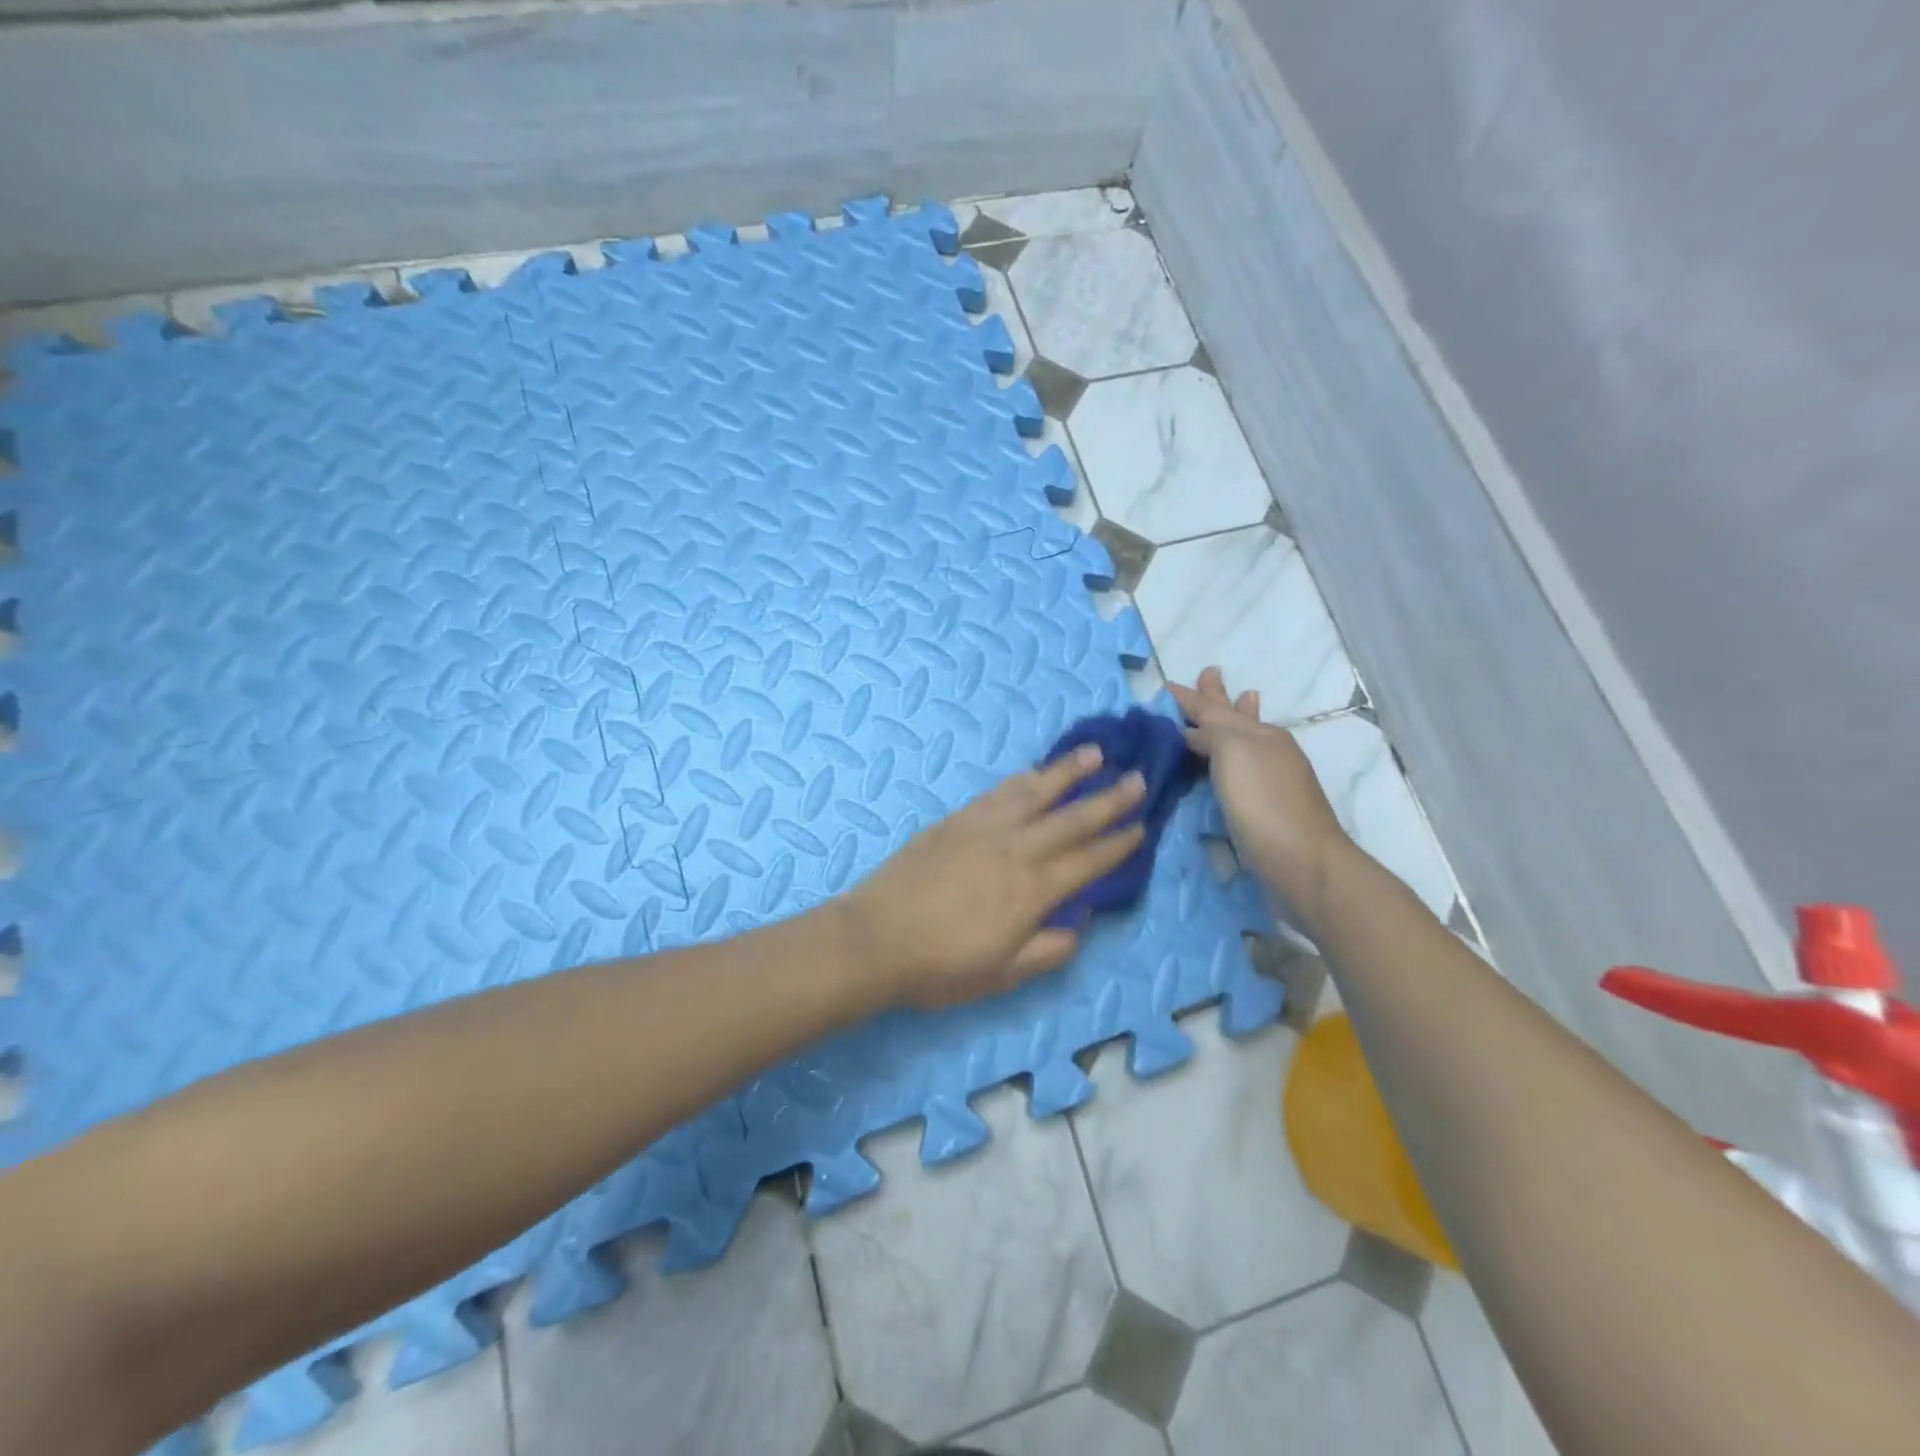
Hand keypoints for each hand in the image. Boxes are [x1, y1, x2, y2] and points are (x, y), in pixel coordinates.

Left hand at [839, 746, 1146, 1009]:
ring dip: (1068, 772)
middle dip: (1108, 799)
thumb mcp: (1004, 974)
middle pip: (1071, 818)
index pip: (1087, 861)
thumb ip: (1049, 948)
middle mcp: (1016, 849)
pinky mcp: (956, 820)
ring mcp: (984, 828)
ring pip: (1035, 792)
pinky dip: (1023, 779)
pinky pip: (998, 792)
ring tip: (1094, 753)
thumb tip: (1081, 922)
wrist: (875, 939)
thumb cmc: (941, 966)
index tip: (1142, 827)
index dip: (1117, 844)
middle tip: (1138, 778)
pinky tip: (1033, 773)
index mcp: (1033, 890)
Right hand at [1168, 667, 1351, 904]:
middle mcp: (1268, 750)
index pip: (1215, 708)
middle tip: (1210, 674)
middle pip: (1237, 717)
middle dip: (1221, 698)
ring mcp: (1274, 779)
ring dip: (1239, 720)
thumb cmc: (1263, 802)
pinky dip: (1236, 758)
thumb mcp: (1233, 752)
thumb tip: (1191, 731)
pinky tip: (1234, 764)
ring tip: (1245, 698)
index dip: (1191, 697)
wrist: (1302, 862)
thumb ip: (1211, 732)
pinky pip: (1245, 770)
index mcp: (1258, 734)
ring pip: (1247, 740)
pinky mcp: (1271, 808)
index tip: (1168, 685)